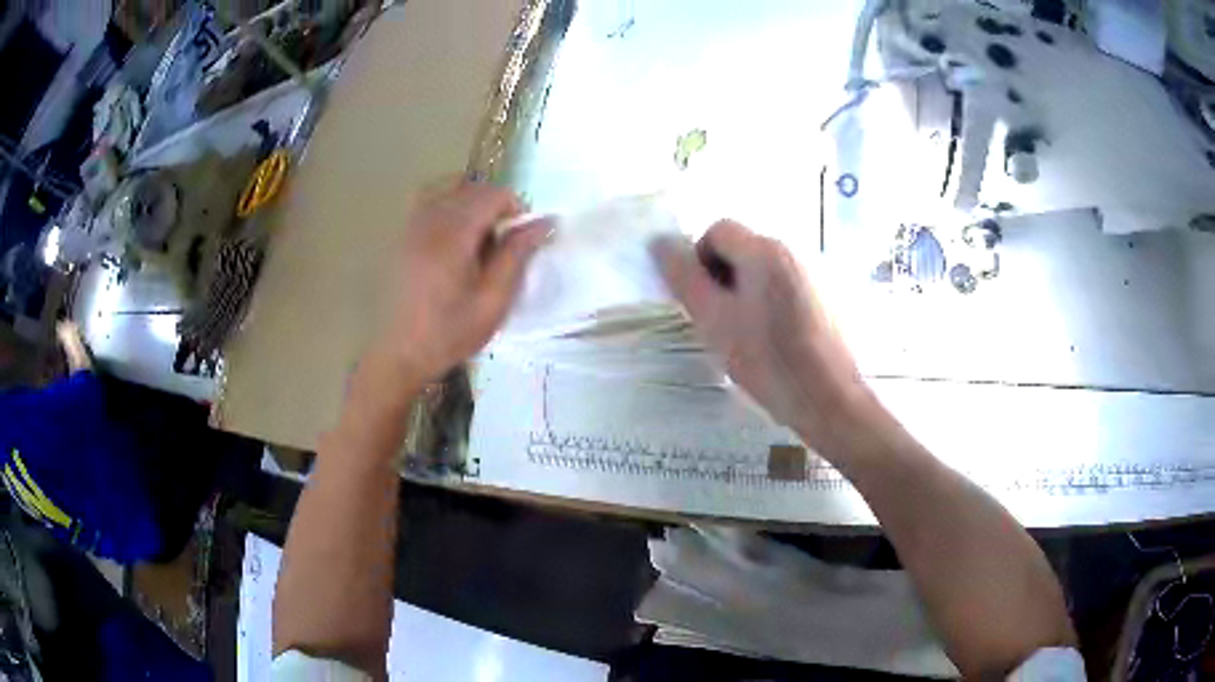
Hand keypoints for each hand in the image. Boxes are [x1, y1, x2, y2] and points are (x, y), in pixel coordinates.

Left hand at [371, 183, 549, 385]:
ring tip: (478, 236)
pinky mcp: (401, 235)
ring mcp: (410, 225)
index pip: (492, 195)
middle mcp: (429, 220)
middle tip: (502, 240)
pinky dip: (447, 206)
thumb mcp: (493, 301)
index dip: (515, 207)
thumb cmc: (450, 333)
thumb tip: (544, 222)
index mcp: (453, 236)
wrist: (400, 354)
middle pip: (470, 188)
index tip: (522, 235)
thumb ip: (517, 255)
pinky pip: (428, 201)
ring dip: (470, 202)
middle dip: (494, 204)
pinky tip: (452, 237)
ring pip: (447, 189)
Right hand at [654, 220, 873, 448]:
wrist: (828, 399)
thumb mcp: (713, 320)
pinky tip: (780, 339)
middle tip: (724, 321)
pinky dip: (774, 301)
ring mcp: (816, 272)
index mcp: (765, 250)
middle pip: (744, 248)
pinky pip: (788, 285)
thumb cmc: (766, 360)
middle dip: (726, 276)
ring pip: (765, 269)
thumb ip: (683, 277)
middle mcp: (794, 250)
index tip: (705, 303)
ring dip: (749, 290)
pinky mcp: (830, 295)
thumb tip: (660, 243)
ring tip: (752, 334)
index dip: (701, 261)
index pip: (717, 230)